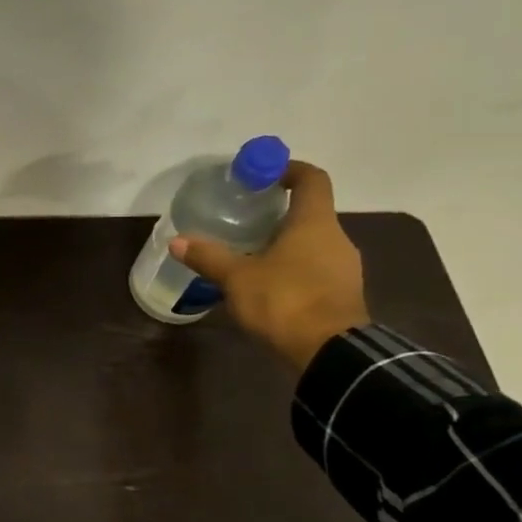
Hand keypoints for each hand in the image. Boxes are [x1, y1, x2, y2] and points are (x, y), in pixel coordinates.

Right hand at [171, 161, 369, 372]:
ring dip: (286, 243)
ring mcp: (345, 267)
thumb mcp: (237, 278)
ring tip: (251, 254)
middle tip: (245, 219)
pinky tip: (269, 285)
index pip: (312, 179)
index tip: (264, 173)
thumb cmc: (285, 301)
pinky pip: (317, 269)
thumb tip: (177, 241)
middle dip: (279, 213)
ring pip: (313, 243)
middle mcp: (336, 238)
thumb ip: (208, 257)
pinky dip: (294, 268)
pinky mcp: (344, 294)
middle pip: (310, 213)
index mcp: (314, 223)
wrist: (331, 352)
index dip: (289, 169)